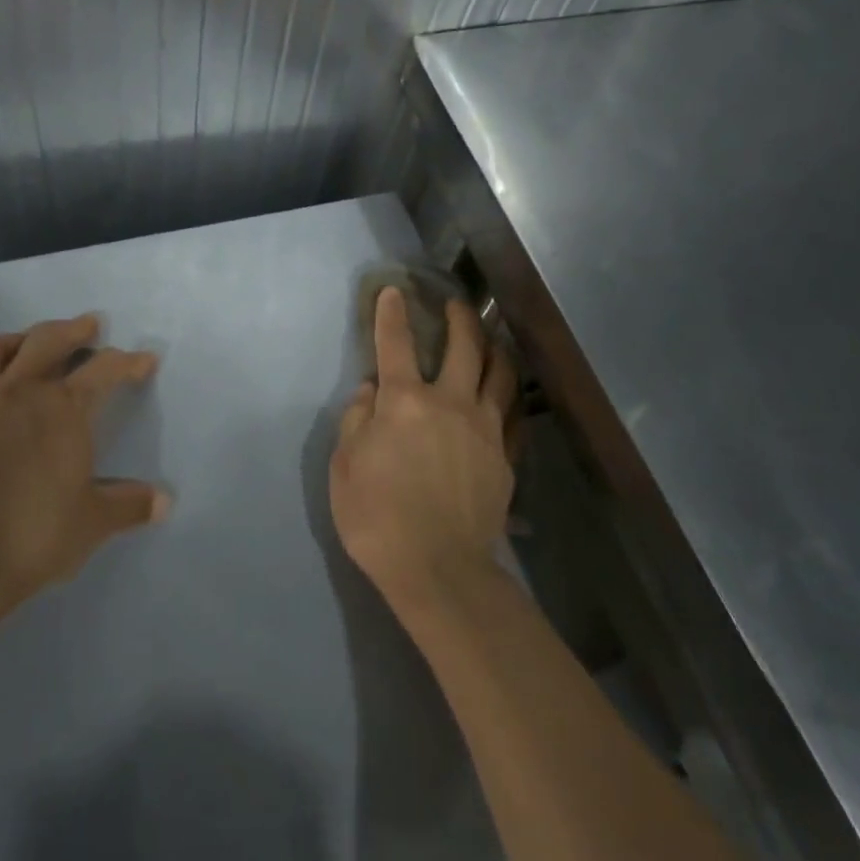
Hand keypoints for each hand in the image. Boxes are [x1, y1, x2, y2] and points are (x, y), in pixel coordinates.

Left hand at [0, 314, 168, 612]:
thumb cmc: (35, 535)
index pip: (105, 369)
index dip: (129, 362)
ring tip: (24, 345)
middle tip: (88, 325)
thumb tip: (165, 501)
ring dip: (12, 343)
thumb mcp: (94, 522)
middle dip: (72, 329)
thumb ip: (130, 505)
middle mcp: (18, 393)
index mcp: (63, 408)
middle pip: (46, 341)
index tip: (146, 361)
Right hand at [330, 286, 518, 615]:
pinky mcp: (505, 457)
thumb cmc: (377, 517)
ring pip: (500, 374)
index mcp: (404, 402)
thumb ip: (356, 420)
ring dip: (495, 348)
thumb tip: (369, 391)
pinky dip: (511, 398)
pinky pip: (515, 416)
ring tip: (492, 338)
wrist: (439, 569)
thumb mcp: (344, 467)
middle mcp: (449, 402)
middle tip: (458, 303)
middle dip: (460, 317)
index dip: (391, 314)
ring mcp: (485, 429)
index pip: (395, 344)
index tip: (393, 291)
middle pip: (464, 346)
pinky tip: (509, 395)